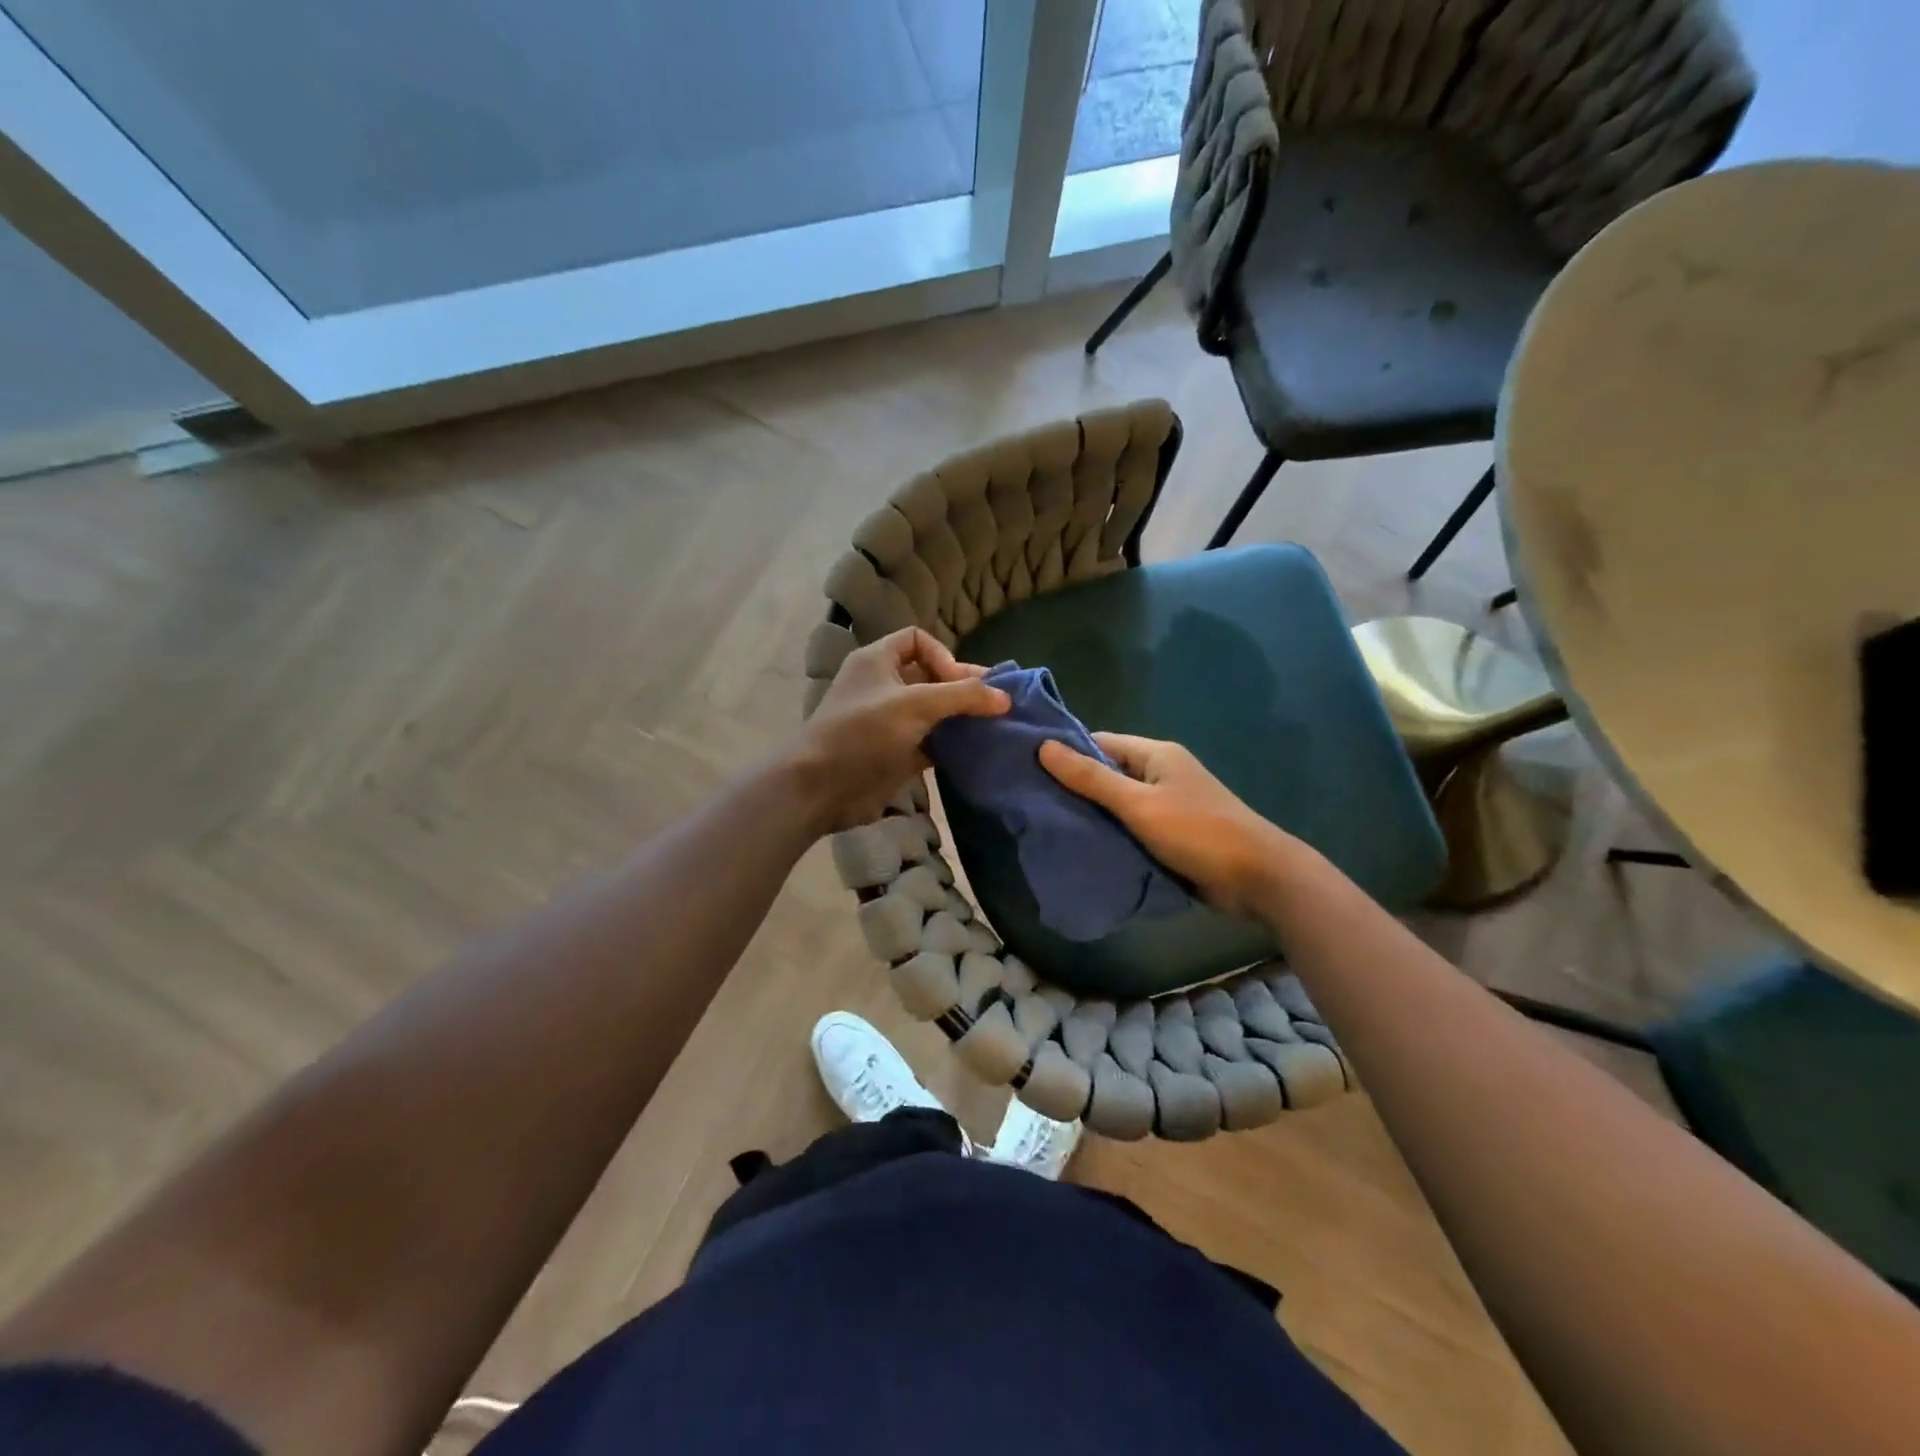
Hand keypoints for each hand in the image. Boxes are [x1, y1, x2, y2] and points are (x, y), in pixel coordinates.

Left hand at [792, 628, 1008, 833]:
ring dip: (960, 719)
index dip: (943, 656)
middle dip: (961, 689)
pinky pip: (929, 742)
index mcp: (877, 661)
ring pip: (932, 712)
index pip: (917, 640)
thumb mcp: (915, 705)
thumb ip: (962, 697)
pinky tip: (976, 752)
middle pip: (930, 677)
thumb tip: (1004, 697)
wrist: (820, 789)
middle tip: (996, 705)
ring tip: (993, 728)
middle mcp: (882, 686)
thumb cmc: (863, 733)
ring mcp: (888, 722)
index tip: (959, 682)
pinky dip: (950, 745)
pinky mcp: (894, 753)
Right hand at [1039, 732, 1300, 917]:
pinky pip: (1132, 828)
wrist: (1258, 878)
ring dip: (1092, 815)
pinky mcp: (1172, 835)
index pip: (1100, 742)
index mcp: (1156, 754)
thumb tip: (1044, 747)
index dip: (1066, 752)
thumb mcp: (1138, 804)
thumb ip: (1091, 778)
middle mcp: (1161, 774)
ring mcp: (1168, 805)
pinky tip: (1082, 847)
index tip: (1029, 768)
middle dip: (1075, 787)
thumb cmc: (1197, 831)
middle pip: (1108, 773)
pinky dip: (1111, 835)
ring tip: (1048, 826)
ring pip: (1118, 804)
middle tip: (1031, 802)